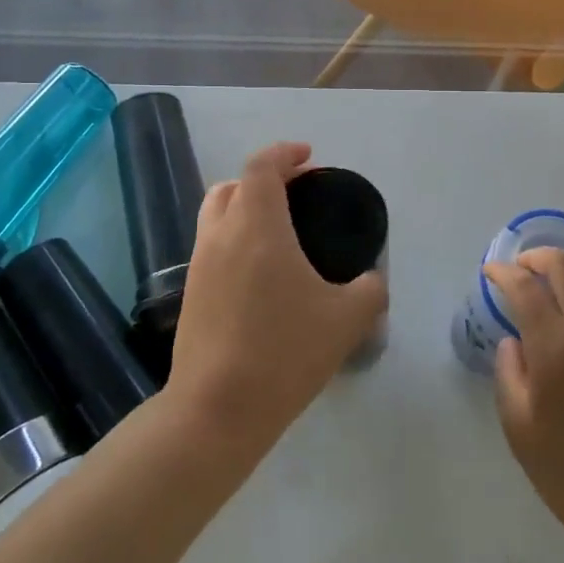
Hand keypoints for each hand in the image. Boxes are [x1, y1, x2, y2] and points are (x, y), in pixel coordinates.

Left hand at [166, 143, 387, 457]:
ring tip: (277, 228)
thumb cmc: (284, 352)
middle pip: (233, 184)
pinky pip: (212, 245)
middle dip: (264, 178)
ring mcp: (199, 263)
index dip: (285, 153)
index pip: (262, 166)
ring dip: (244, 205)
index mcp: (257, 225)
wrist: (217, 409)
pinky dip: (234, 237)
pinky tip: (260, 270)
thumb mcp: (346, 320)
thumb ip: (369, 290)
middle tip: (296, 192)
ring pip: (216, 213)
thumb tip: (373, 280)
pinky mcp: (190, 292)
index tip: (309, 157)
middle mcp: (221, 234)